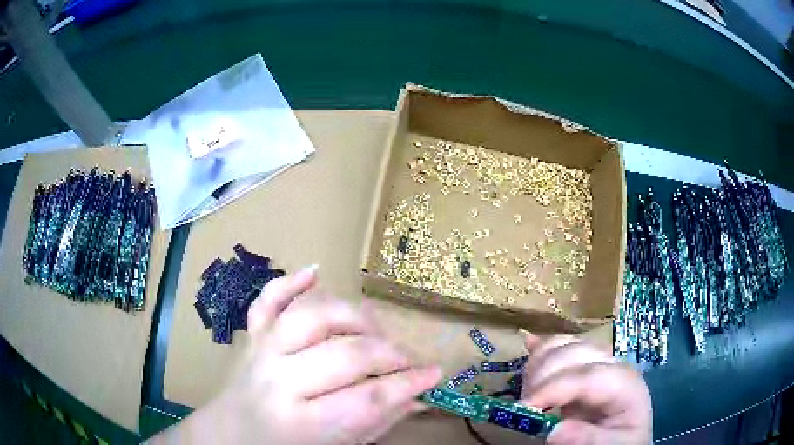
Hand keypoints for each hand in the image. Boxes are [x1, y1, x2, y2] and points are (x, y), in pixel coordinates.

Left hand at [152, 266, 440, 444]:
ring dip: (353, 317)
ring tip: (374, 330)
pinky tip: (315, 270)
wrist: (230, 435)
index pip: (367, 398)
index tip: (434, 374)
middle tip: (407, 360)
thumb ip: (378, 422)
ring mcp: (261, 351)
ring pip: (311, 317)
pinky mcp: (252, 336)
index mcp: (301, 424)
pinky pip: (267, 300)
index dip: (408, 384)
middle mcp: (278, 382)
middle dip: (389, 355)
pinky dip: (290, 281)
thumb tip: (419, 396)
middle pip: (345, 355)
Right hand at [519, 331, 651, 444]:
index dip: (554, 388)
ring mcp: (598, 360)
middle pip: (574, 353)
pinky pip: (562, 346)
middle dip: (543, 376)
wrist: (626, 435)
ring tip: (528, 395)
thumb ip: (588, 440)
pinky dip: (543, 347)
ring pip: (565, 345)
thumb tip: (553, 431)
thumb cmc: (621, 441)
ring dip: (538, 364)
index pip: (588, 376)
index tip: (524, 408)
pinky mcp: (584, 363)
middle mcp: (612, 364)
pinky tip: (529, 344)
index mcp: (625, 385)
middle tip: (524, 407)